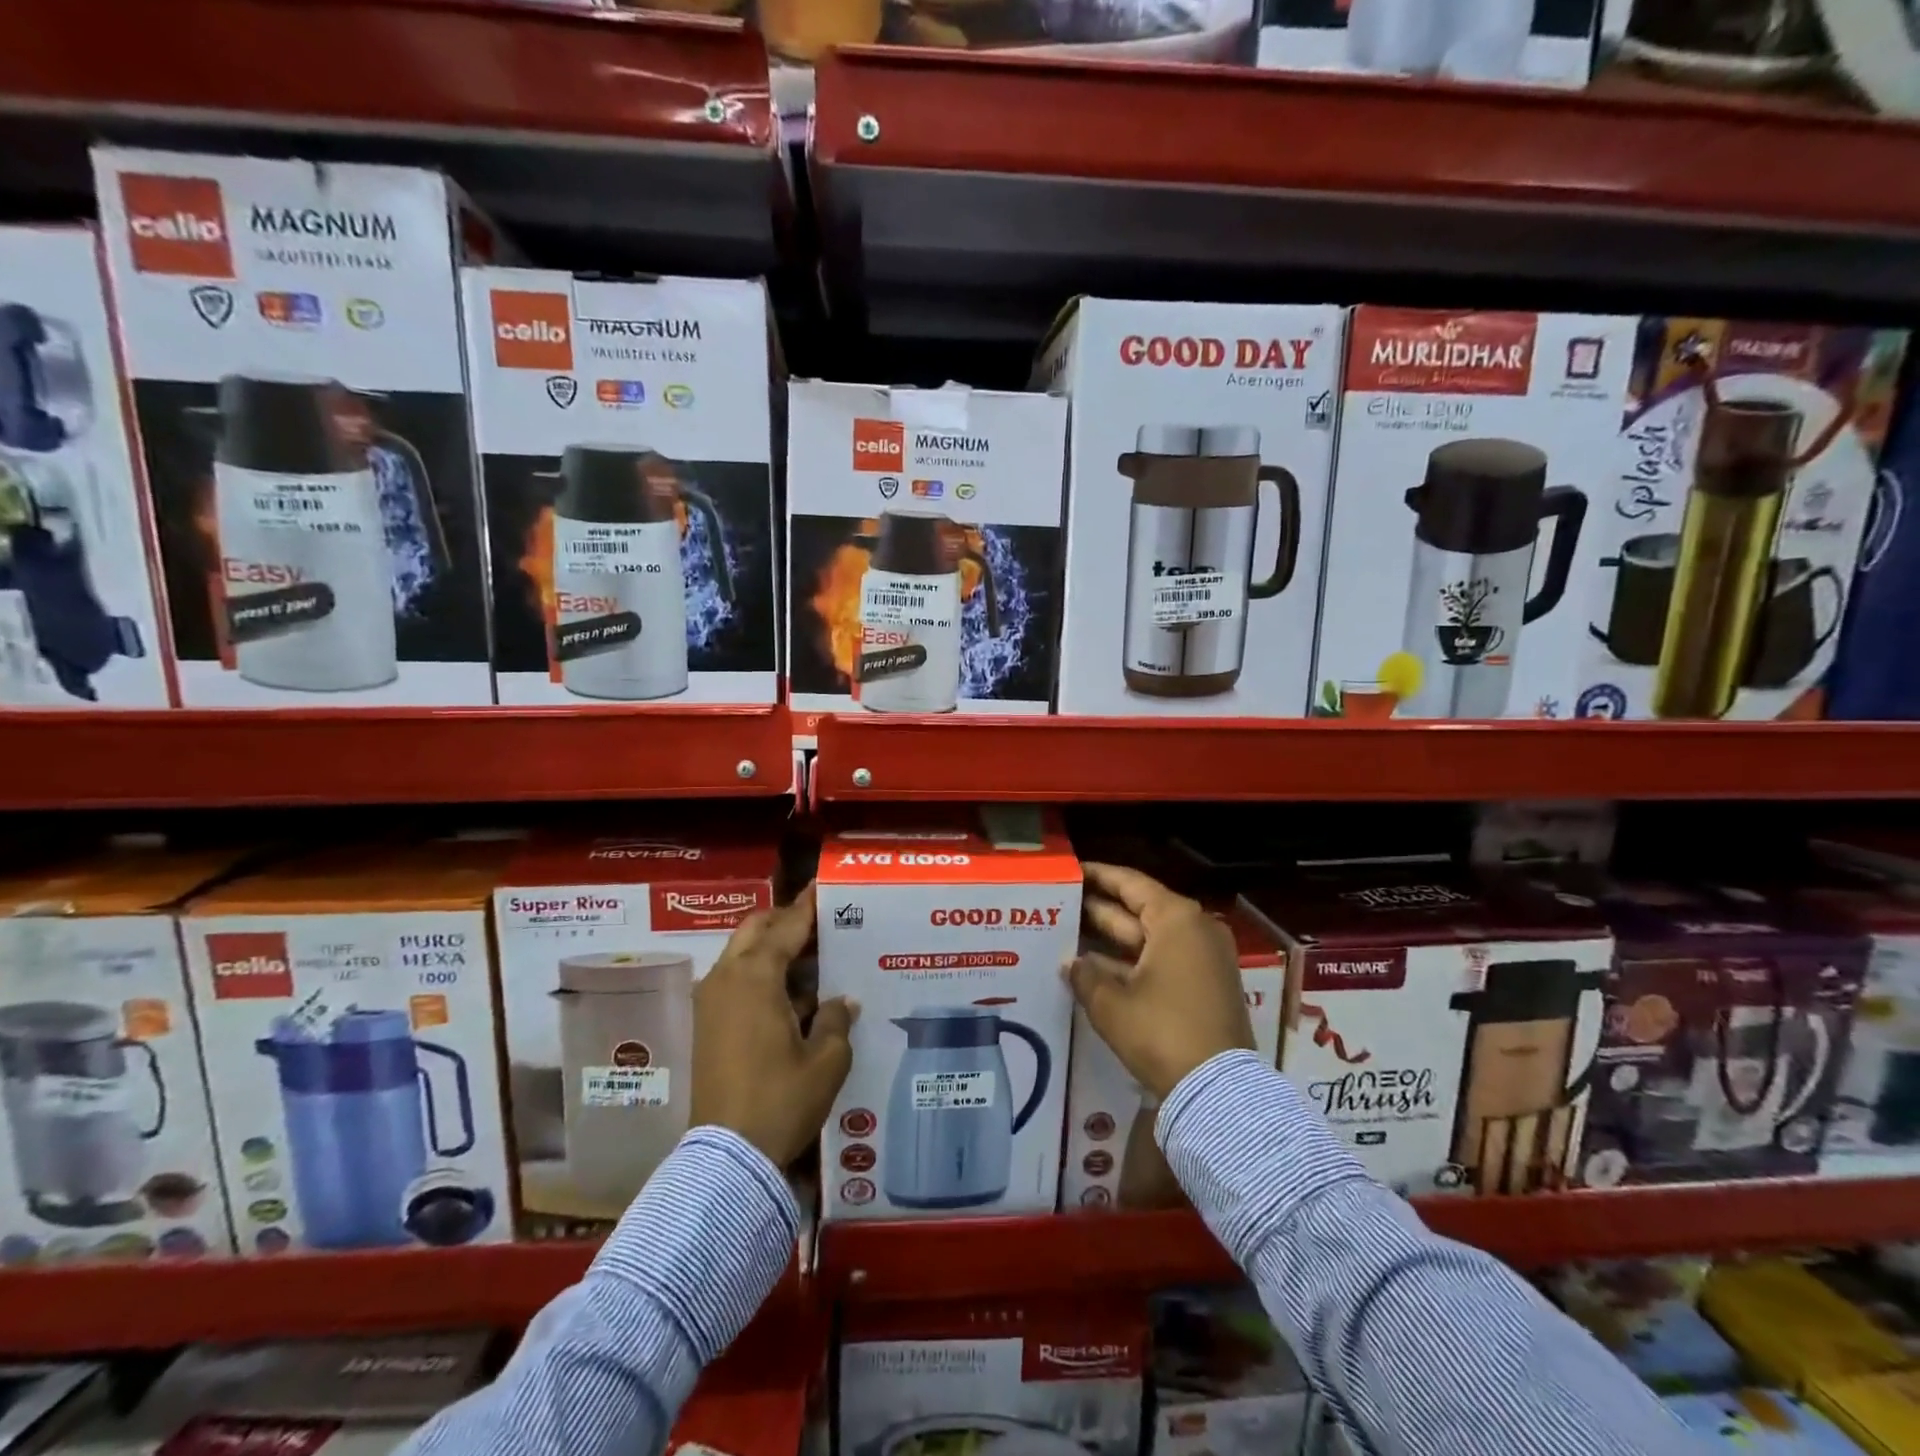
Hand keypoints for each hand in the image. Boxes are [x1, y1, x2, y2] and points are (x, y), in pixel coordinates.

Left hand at [692, 884, 858, 1168]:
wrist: (727, 1157)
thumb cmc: (782, 1100)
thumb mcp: (827, 1060)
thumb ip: (836, 1019)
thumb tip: (841, 1001)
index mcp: (756, 977)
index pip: (786, 926)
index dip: (808, 907)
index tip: (823, 888)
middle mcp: (727, 978)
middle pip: (755, 930)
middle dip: (784, 921)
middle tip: (819, 926)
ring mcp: (711, 1002)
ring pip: (741, 954)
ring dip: (772, 949)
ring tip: (812, 961)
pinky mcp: (706, 1025)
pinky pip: (735, 981)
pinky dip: (760, 974)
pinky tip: (791, 996)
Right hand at [1066, 863, 1253, 1100]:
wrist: (1218, 1091)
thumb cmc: (1162, 1032)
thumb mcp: (1112, 1004)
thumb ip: (1086, 975)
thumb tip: (1071, 963)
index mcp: (1177, 919)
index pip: (1130, 883)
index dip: (1098, 876)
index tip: (1071, 870)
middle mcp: (1195, 930)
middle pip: (1140, 909)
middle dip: (1101, 908)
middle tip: (1061, 902)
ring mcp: (1205, 959)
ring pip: (1149, 937)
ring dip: (1112, 939)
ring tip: (1069, 933)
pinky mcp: (1207, 986)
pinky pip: (1162, 960)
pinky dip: (1132, 962)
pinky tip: (1096, 968)